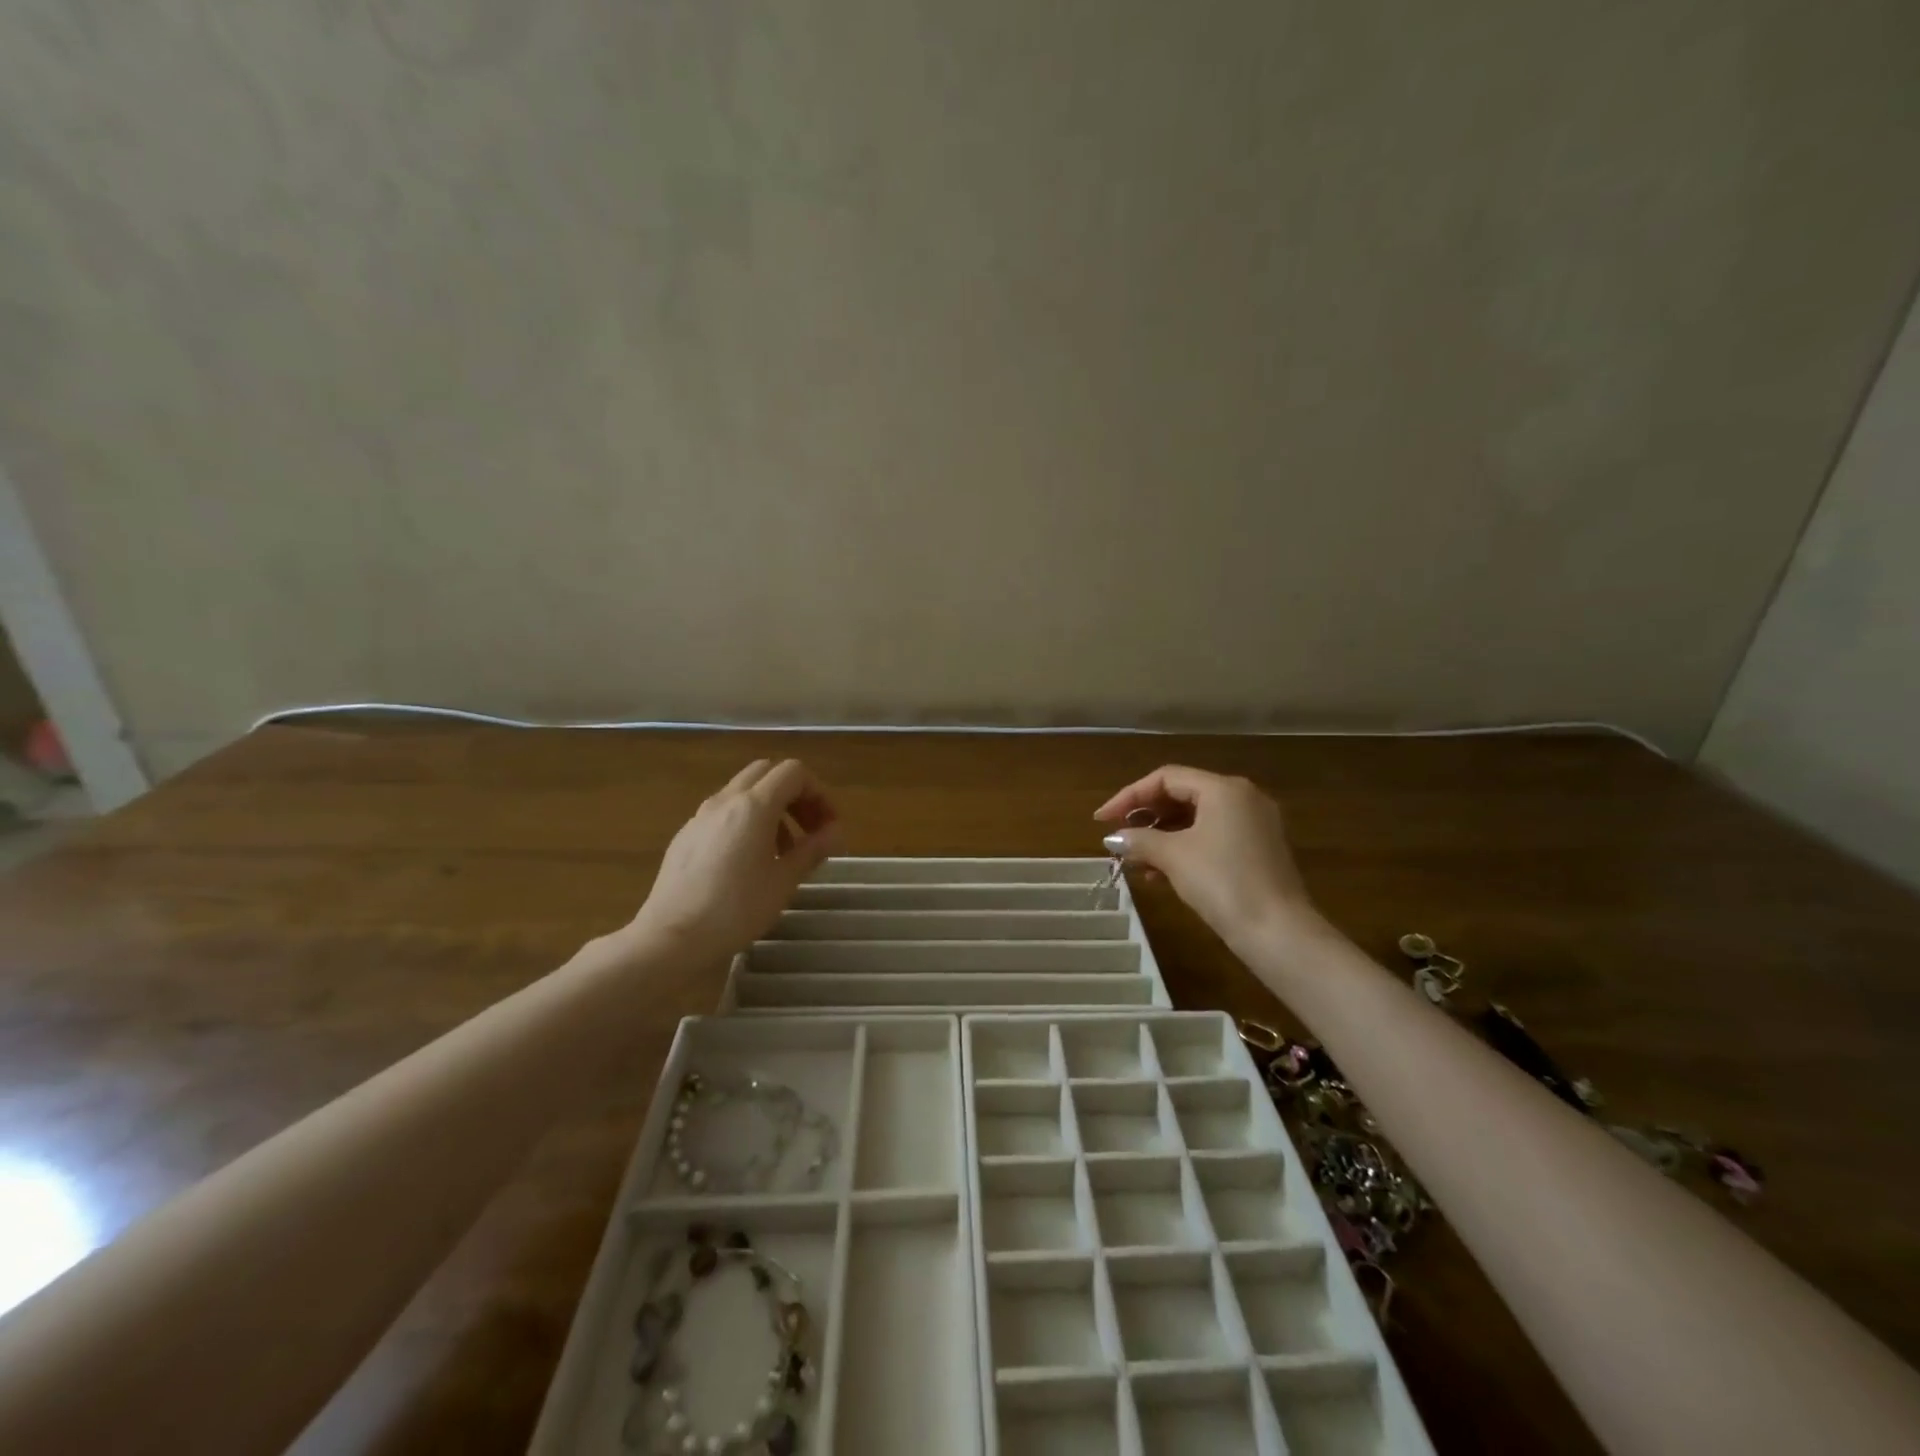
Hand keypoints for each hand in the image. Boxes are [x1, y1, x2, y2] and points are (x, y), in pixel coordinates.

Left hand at [627, 759, 840, 959]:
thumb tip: (837, 832)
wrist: (672, 938)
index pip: (793, 772)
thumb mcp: (784, 881)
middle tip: (808, 830)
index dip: (818, 792)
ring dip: (770, 809)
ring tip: (781, 852)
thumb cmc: (736, 909)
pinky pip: (722, 813)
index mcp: (754, 806)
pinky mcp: (685, 836)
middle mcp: (725, 801)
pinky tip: (746, 863)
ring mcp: (700, 816)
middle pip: (766, 773)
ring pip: (743, 792)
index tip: (828, 826)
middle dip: (794, 795)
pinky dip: (744, 822)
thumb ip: (813, 849)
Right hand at [1094, 765, 1321, 949]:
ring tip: (1135, 860)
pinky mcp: (1258, 850)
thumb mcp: (1174, 857)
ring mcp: (1254, 825)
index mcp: (1224, 788)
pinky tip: (1161, 874)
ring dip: (1162, 836)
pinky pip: (1211, 837)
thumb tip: (1114, 838)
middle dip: (1146, 817)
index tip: (1102, 820)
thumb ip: (1139, 840)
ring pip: (1196, 819)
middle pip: (1182, 795)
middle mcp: (1243, 798)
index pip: (1166, 779)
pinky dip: (1184, 848)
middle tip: (1119, 838)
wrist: (1278, 932)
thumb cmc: (1223, 882)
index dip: (1128, 796)